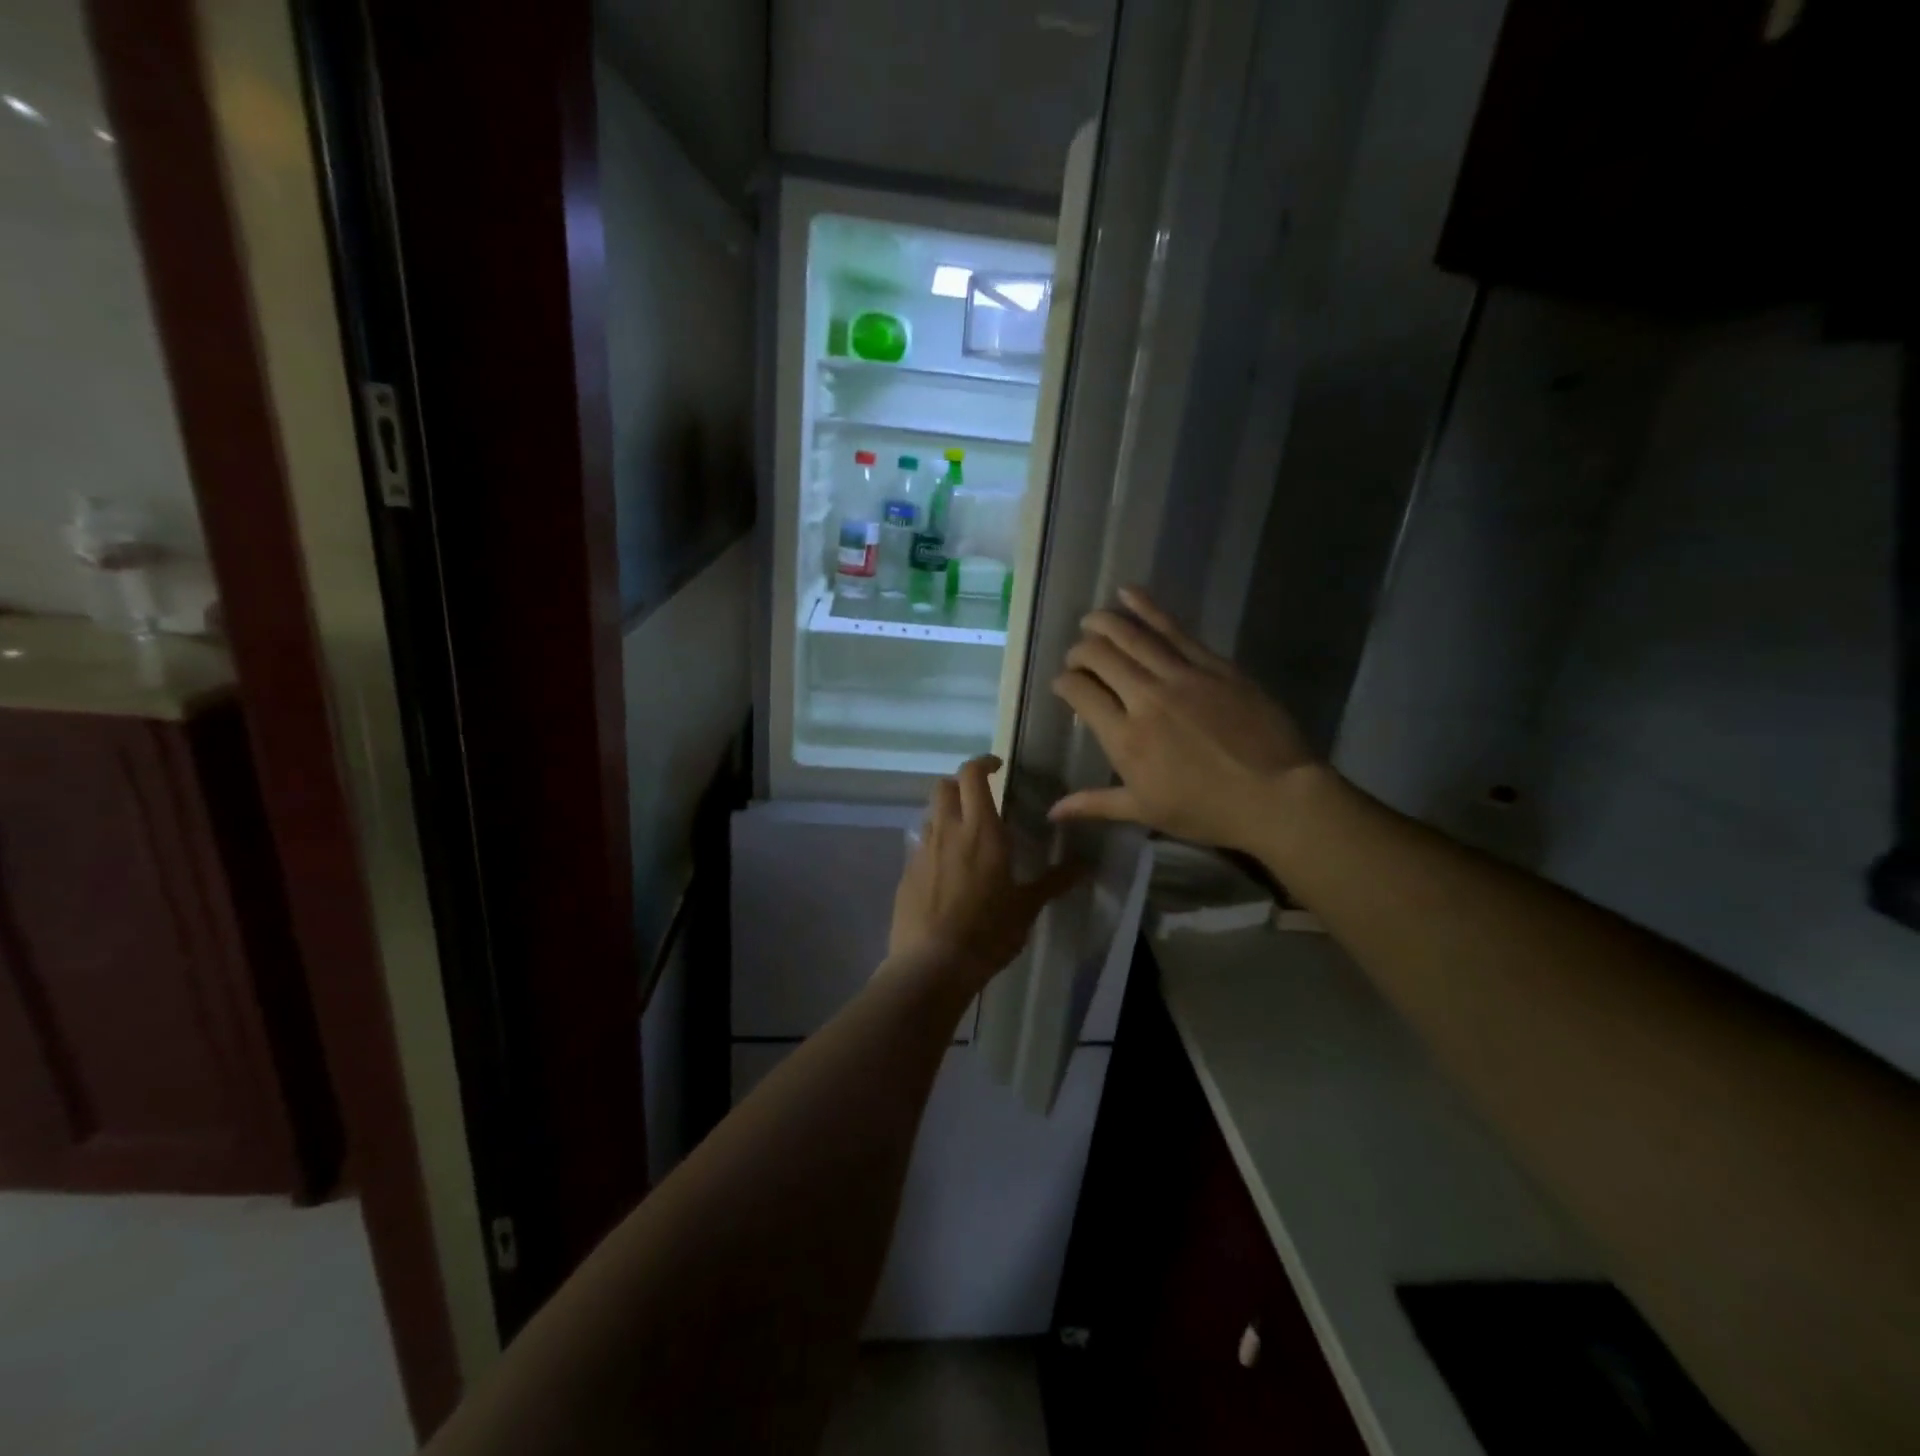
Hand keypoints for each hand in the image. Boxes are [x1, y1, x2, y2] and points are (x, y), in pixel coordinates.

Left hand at [890, 755, 1079, 986]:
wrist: (931, 965)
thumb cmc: (987, 932)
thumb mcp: (1027, 908)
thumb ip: (1055, 881)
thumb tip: (1087, 864)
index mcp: (980, 830)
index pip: (972, 775)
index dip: (983, 762)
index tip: (997, 766)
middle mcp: (947, 831)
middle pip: (944, 786)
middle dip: (961, 783)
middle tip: (981, 798)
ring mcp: (922, 851)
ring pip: (931, 814)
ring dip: (947, 813)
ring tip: (966, 835)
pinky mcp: (906, 873)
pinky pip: (921, 845)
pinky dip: (935, 844)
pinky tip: (948, 871)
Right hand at [1050, 588, 1317, 851]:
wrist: (1277, 795)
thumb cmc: (1207, 811)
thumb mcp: (1145, 811)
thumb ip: (1095, 804)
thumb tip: (1052, 812)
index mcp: (1125, 737)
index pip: (1079, 692)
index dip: (1064, 683)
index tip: (1064, 685)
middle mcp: (1145, 698)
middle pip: (1099, 656)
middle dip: (1079, 651)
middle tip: (1079, 657)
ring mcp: (1181, 676)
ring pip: (1131, 635)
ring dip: (1104, 622)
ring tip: (1091, 619)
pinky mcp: (1212, 664)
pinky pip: (1173, 629)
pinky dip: (1146, 608)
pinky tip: (1129, 595)